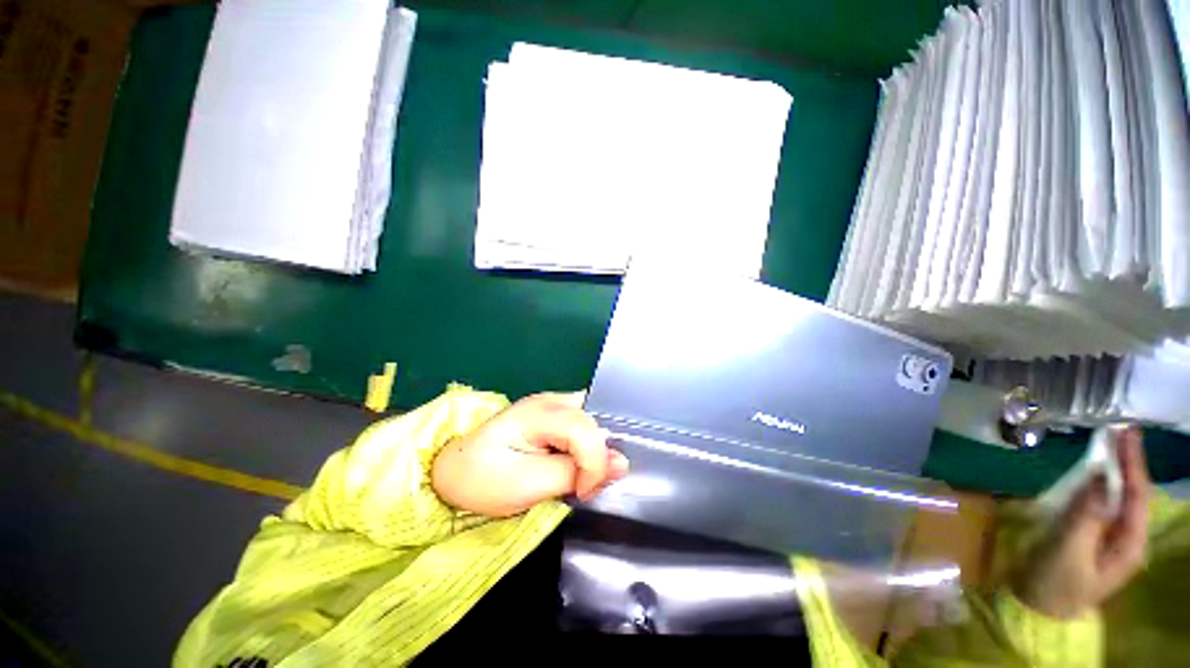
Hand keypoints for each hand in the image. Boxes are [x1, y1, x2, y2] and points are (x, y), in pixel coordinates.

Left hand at [431, 392, 628, 517]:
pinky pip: (583, 425)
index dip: (594, 462)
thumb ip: (573, 472)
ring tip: (581, 476)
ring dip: (595, 450)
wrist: (453, 471)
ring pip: (592, 420)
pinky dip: (587, 446)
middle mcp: (550, 400)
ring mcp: (552, 404)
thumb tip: (621, 463)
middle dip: (599, 453)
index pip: (585, 429)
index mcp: (539, 413)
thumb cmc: (482, 480)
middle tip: (583, 484)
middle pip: (594, 418)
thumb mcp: (527, 485)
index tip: (582, 492)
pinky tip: (577, 463)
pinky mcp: (552, 415)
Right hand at [1012, 426, 1150, 618]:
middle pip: (1131, 493)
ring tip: (1107, 444)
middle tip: (1118, 430)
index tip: (1126, 432)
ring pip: (1117, 496)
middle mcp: (1126, 536)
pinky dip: (1097, 482)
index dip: (1134, 463)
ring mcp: (1108, 536)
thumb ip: (1087, 514)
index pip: (1137, 495)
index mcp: (1130, 544)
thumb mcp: (1070, 550)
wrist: (1037, 608)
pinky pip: (1099, 502)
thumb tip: (1099, 474)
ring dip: (1113, 469)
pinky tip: (1092, 471)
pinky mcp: (1090, 533)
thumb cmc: (1055, 582)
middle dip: (1127, 462)